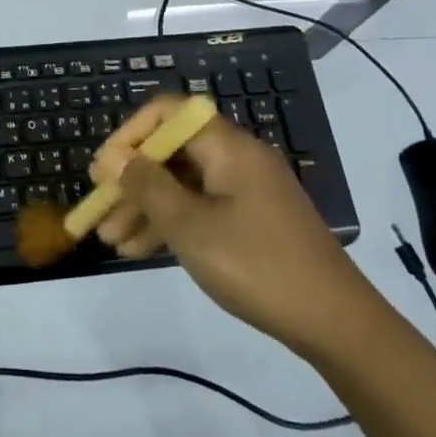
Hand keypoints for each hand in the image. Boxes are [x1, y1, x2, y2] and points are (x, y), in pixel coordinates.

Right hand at [92, 94, 381, 356]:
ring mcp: (246, 191)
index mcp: (227, 146)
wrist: (336, 323)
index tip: (104, 170)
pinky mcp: (252, 220)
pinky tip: (141, 251)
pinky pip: (201, 208)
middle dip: (132, 181)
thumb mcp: (191, 226)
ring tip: (112, 241)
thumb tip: (114, 157)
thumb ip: (148, 186)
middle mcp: (237, 158)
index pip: (168, 113)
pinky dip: (171, 224)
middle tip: (100, 211)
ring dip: (146, 208)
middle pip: (172, 152)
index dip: (130, 134)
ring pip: (183, 185)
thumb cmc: (256, 264)